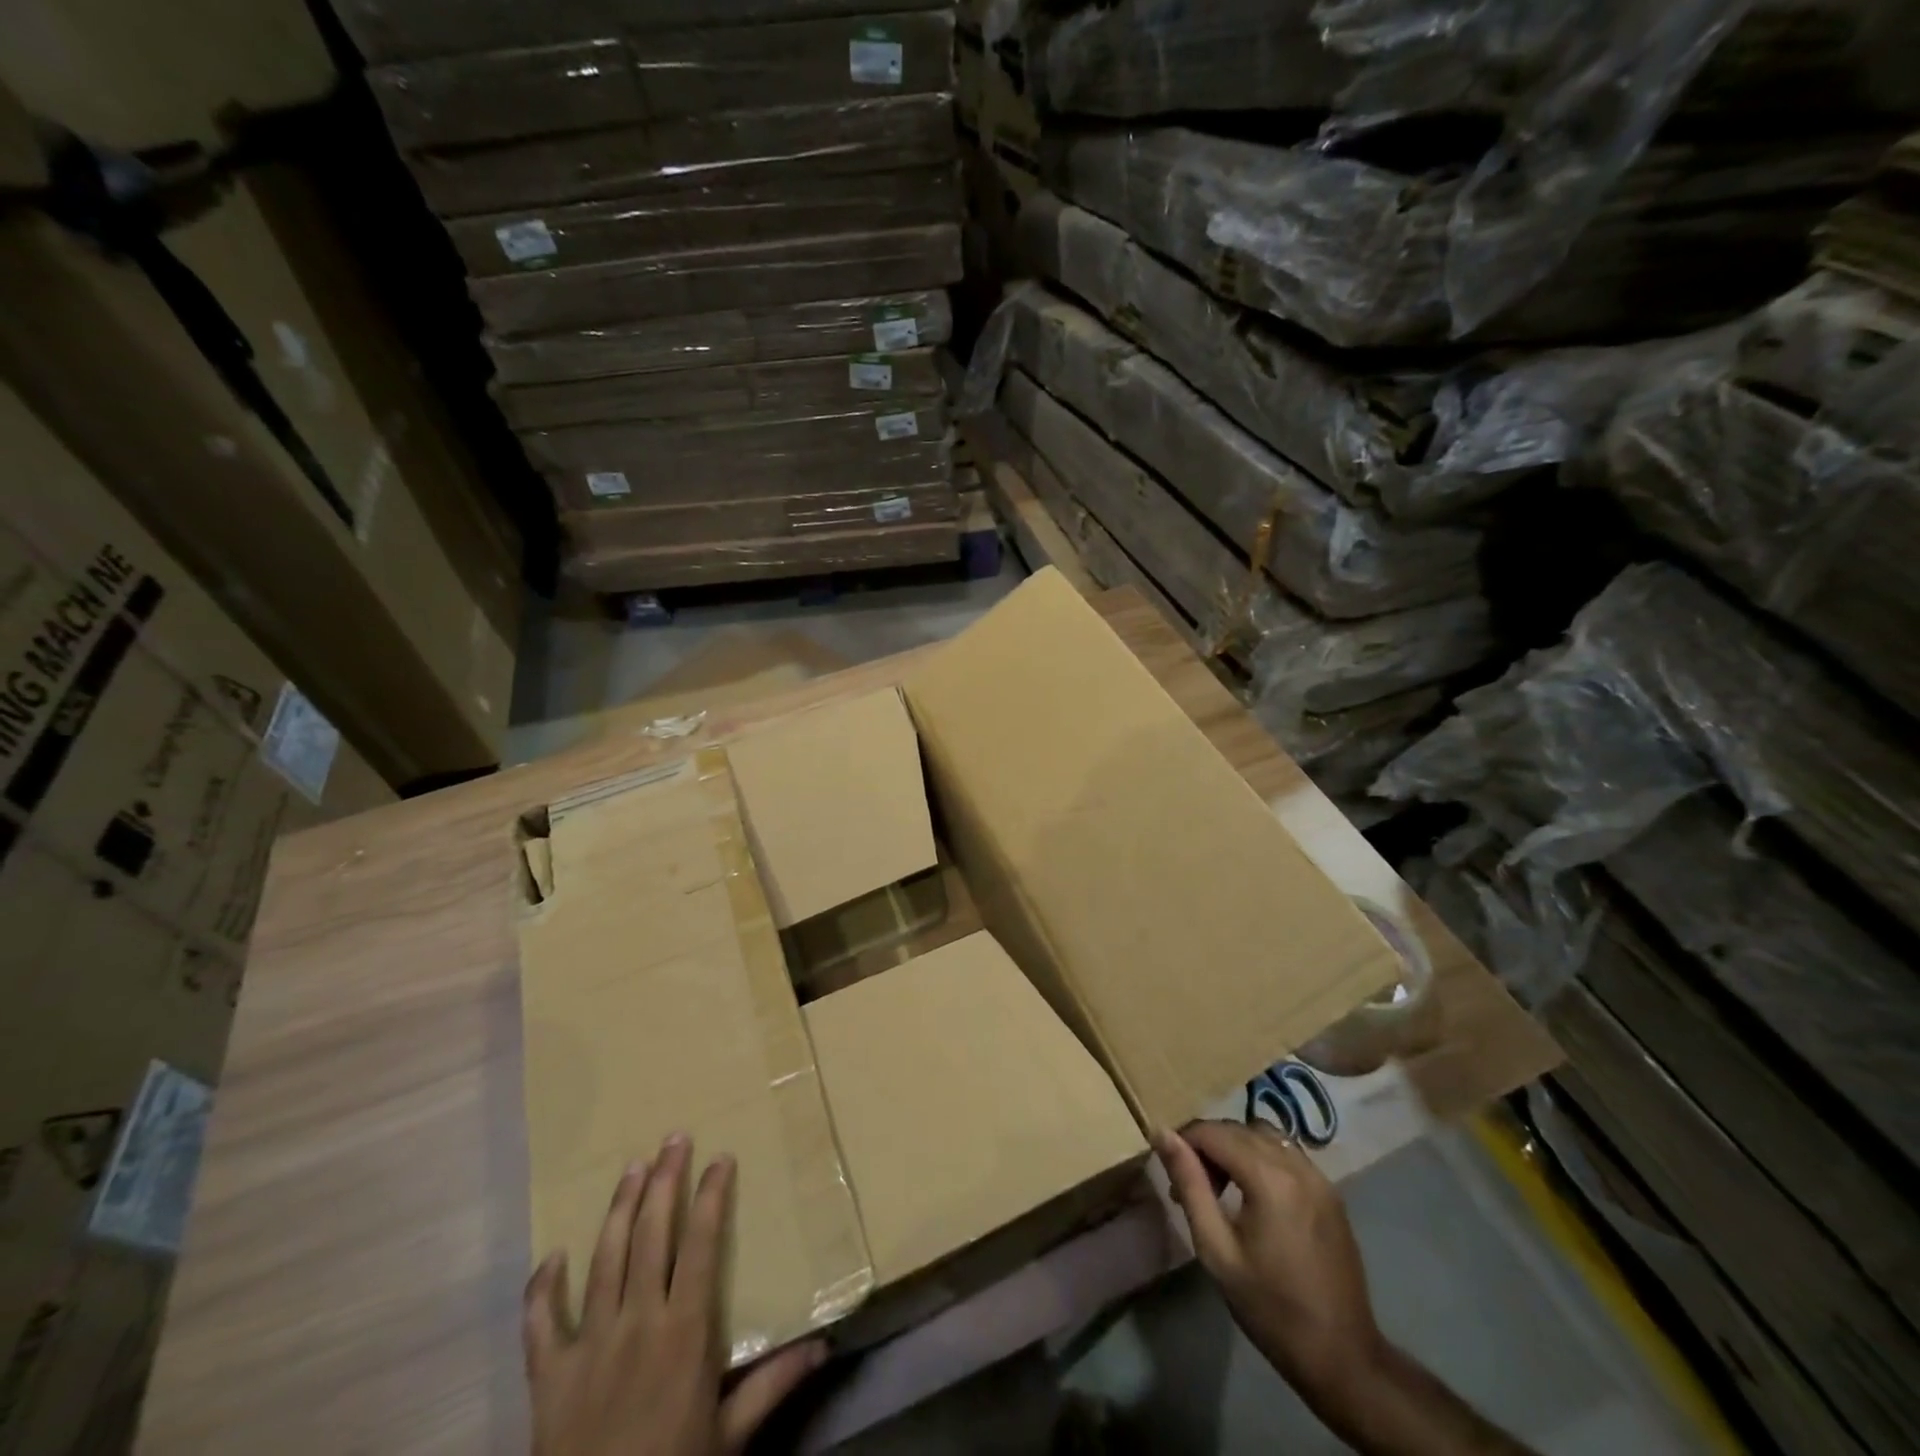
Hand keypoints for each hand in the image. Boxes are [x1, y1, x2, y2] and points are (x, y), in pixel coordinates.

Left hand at [523, 1135, 825, 1455]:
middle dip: (665, 1181)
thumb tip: (826, 1345)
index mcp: (684, 1331)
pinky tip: (552, 1256)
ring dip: (619, 1208)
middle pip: (650, 1235)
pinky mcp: (549, 1374)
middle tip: (675, 1138)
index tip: (720, 1158)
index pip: (700, 1244)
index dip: (710, 1197)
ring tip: (632, 1167)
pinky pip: (542, 1322)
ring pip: (604, 1258)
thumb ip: (774, 1385)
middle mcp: (637, 1321)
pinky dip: (544, 1287)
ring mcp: (589, 1343)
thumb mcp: (730, 1437)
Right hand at [1155, 1121, 1385, 1422]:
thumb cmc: (1270, 1307)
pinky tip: (1254, 1193)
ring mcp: (1319, 1177)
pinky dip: (1262, 1157)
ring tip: (1222, 1186)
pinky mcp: (1330, 1192)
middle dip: (1208, 1145)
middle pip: (1238, 1129)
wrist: (1342, 1357)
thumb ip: (1190, 1184)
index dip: (1184, 1142)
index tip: (1171, 1173)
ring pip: (1264, 1135)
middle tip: (1193, 1185)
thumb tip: (1162, 1134)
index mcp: (1269, 1177)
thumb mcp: (1216, 1250)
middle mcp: (1296, 1165)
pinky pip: (1287, 1153)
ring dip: (1236, 1147)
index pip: (1213, 1132)